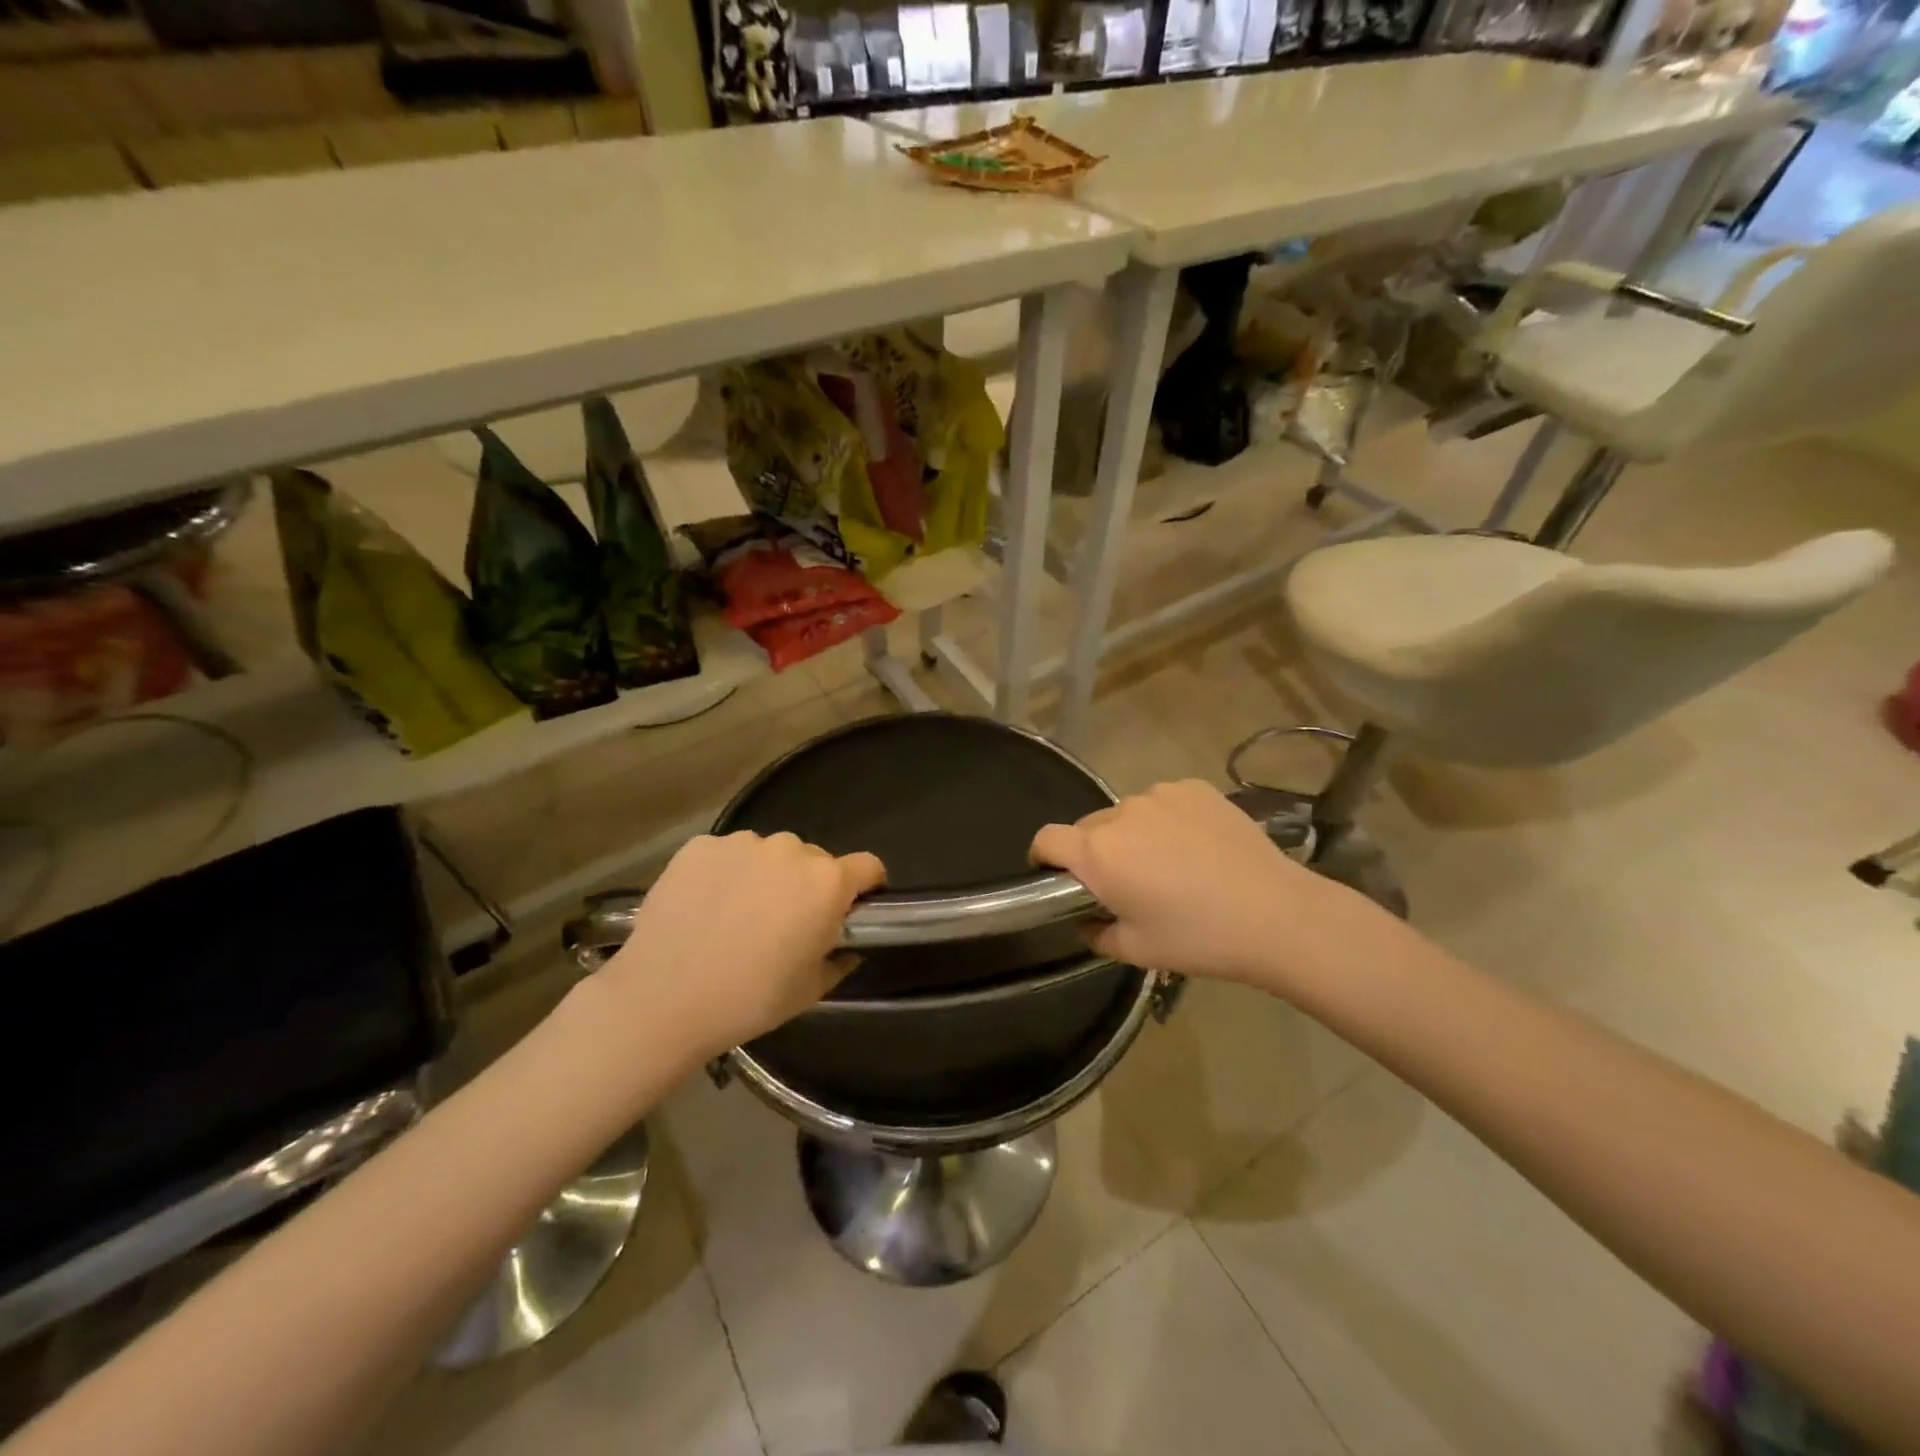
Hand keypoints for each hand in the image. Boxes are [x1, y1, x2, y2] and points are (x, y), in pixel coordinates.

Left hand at [599, 832, 885, 1062]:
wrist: (662, 999)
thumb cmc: (749, 999)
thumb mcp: (811, 990)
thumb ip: (840, 959)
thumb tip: (847, 946)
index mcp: (826, 882)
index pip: (868, 866)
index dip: (866, 886)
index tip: (851, 908)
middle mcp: (790, 849)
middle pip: (815, 859)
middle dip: (808, 884)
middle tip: (784, 922)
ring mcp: (742, 843)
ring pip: (769, 854)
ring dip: (766, 875)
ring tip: (737, 914)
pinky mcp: (700, 845)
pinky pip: (727, 854)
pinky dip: (725, 873)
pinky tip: (705, 906)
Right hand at [1030, 779, 1364, 991]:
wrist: (1276, 914)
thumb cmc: (1198, 938)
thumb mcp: (1136, 951)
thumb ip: (1095, 933)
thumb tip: (1087, 919)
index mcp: (1098, 852)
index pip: (1046, 839)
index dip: (1043, 858)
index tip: (1057, 878)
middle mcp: (1121, 812)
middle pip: (1088, 827)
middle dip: (1095, 853)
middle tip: (1126, 884)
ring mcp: (1160, 794)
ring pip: (1127, 814)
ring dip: (1132, 835)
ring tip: (1170, 866)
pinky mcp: (1195, 788)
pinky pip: (1163, 803)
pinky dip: (1167, 821)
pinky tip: (1197, 847)